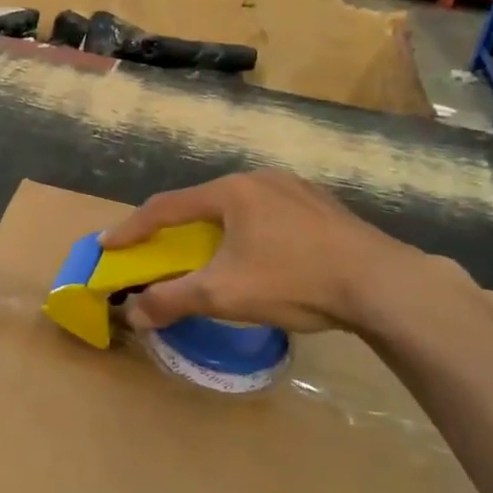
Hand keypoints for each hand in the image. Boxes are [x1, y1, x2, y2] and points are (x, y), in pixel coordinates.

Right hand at [97, 170, 427, 334]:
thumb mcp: (224, 294)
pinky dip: (248, 232)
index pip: (166, 208)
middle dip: (174, 229)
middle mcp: (259, 179)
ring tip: (207, 253)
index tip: (108, 244)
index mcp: (231, 192)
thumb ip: (172, 300)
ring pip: (238, 208)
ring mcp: (296, 189)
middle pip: (202, 204)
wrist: (383, 284)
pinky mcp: (323, 207)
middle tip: (157, 249)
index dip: (133, 228)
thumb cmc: (294, 280)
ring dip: (213, 231)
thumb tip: (132, 313)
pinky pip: (269, 215)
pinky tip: (260, 255)